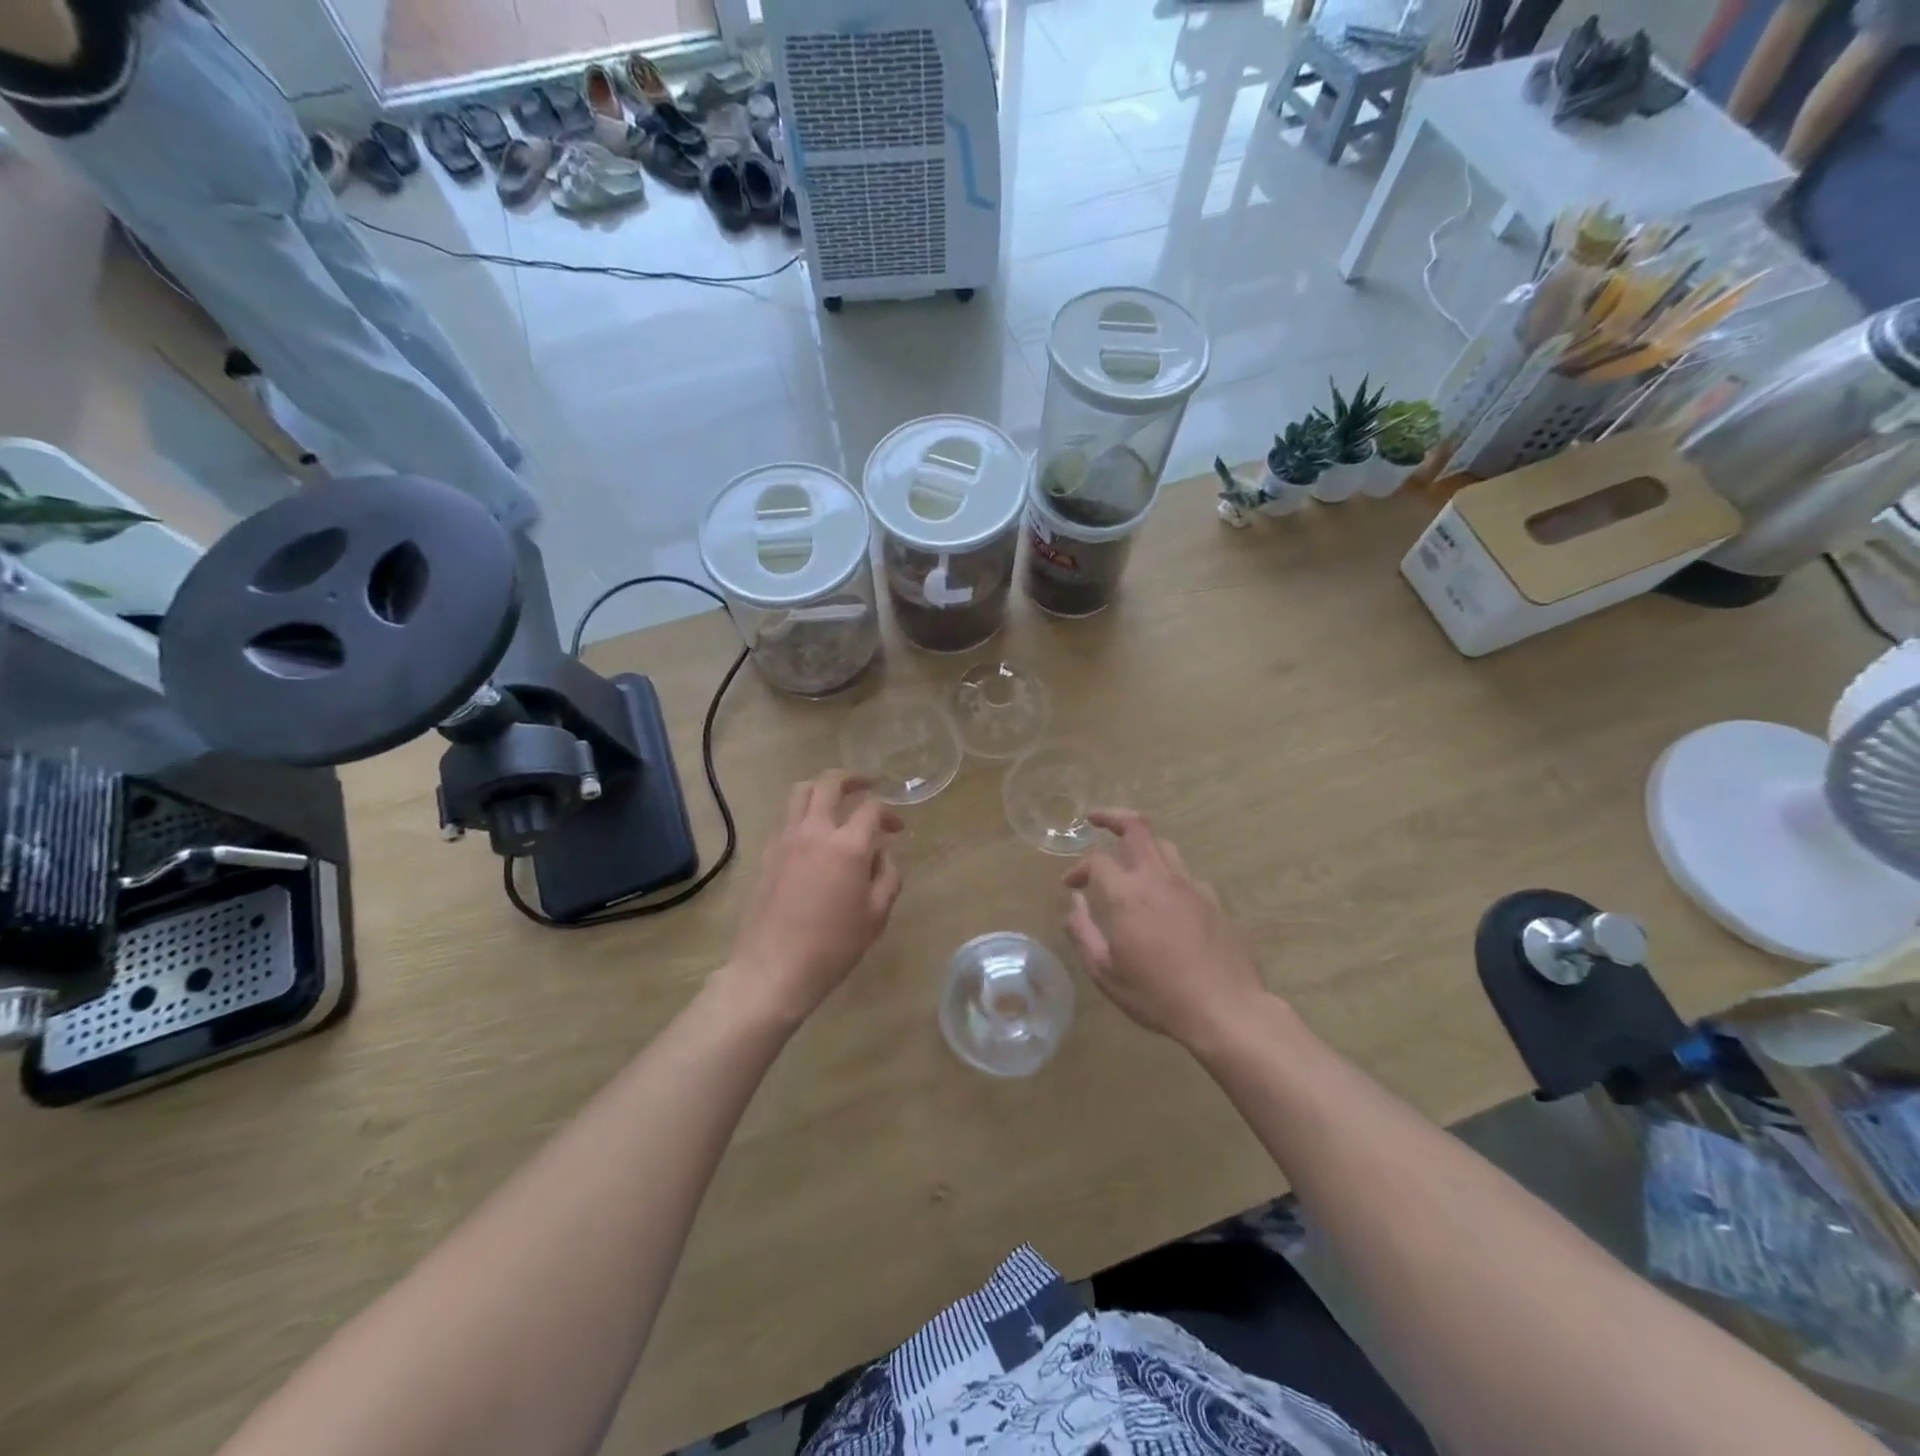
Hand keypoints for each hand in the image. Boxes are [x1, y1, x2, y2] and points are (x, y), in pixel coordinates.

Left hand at [722, 771, 903, 1027]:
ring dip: (822, 789)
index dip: (888, 813)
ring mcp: (786, 839)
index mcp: (848, 846)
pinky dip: (803, 816)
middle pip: (830, 783)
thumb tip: (883, 855)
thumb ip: (888, 876)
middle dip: (852, 779)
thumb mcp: (876, 915)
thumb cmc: (834, 946)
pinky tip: (813, 839)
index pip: (871, 808)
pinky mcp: (767, 853)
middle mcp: (815, 832)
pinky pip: (787, 819)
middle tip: (866, 785)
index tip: (896, 829)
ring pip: (801, 793)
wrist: (774, 968)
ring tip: (836, 801)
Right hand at [1063, 810, 1267, 1049]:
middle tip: (1096, 819)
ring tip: (1130, 857)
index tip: (1071, 885)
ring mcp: (1191, 887)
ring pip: (1164, 846)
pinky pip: (1186, 876)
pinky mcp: (1214, 901)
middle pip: (1137, 828)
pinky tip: (1165, 900)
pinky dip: (1168, 876)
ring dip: (1142, 844)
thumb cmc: (1157, 994)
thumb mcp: (1105, 972)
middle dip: (1112, 817)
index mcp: (1128, 894)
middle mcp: (1159, 879)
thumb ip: (1083, 931)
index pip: (1097, 860)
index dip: (1079, 868)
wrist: (1225, 1010)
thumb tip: (1073, 902)